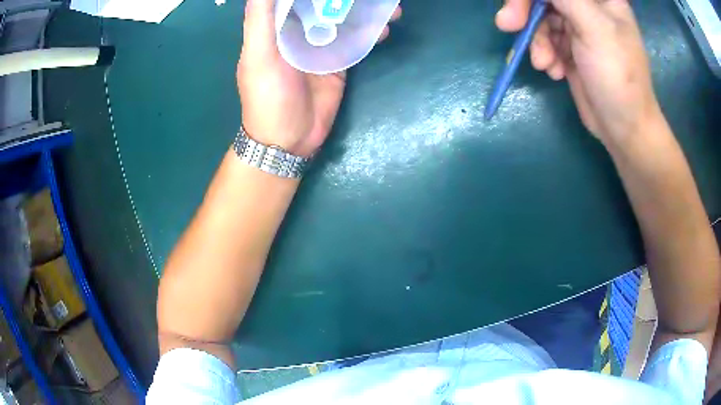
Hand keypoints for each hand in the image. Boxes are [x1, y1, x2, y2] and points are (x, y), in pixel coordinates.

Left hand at [238, 0, 400, 156]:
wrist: (289, 139)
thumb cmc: (268, 96)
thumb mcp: (258, 55)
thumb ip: (261, 19)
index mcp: (275, 26)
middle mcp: (298, 31)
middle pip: (322, 3)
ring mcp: (320, 45)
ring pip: (344, 19)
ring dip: (364, 10)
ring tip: (387, 5)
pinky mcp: (338, 62)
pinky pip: (355, 40)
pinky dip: (370, 32)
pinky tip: (384, 28)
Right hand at [496, 0, 661, 144]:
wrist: (624, 129)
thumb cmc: (619, 77)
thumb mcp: (594, 28)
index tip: (517, 8)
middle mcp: (587, 7)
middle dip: (526, 11)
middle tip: (509, 26)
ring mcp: (578, 26)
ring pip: (540, 16)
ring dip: (536, 39)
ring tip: (546, 65)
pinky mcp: (569, 46)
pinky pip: (543, 37)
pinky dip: (543, 52)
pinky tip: (555, 71)